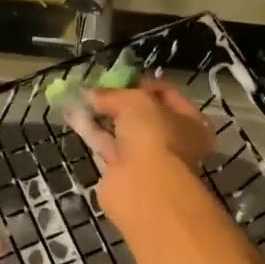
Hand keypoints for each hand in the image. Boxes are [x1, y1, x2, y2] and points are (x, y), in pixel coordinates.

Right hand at [82, 79, 217, 231]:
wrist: (145, 187)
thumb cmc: (154, 135)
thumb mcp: (135, 101)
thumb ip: (112, 94)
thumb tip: (90, 93)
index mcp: (190, 122)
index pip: (167, 94)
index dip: (144, 83)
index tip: (121, 76)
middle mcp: (172, 141)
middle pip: (143, 114)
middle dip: (119, 100)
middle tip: (97, 87)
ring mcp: (147, 159)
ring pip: (122, 130)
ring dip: (102, 114)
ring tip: (79, 96)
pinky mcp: (122, 172)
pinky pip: (106, 145)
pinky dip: (92, 131)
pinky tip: (73, 115)